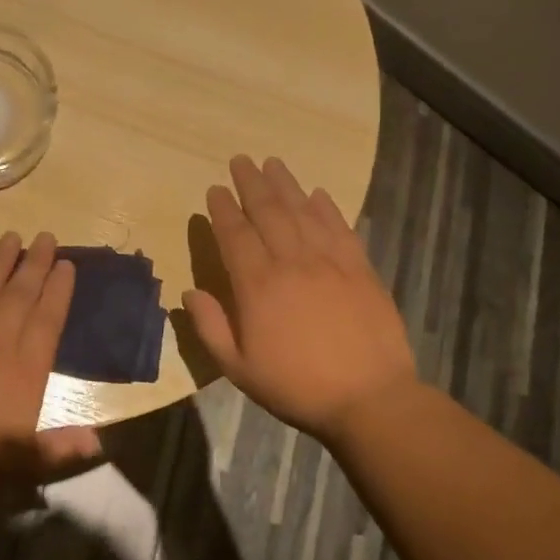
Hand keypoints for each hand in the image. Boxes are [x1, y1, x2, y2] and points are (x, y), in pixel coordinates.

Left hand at [0, 231, 102, 490]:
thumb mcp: (25, 462)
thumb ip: (61, 447)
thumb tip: (98, 441)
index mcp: (25, 370)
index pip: (47, 320)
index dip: (58, 290)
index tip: (66, 264)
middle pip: (19, 296)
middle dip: (34, 264)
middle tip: (45, 237)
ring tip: (10, 236)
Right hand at [182, 156, 416, 444]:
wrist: (370, 399)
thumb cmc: (296, 386)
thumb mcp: (238, 368)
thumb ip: (210, 327)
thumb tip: (189, 292)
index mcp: (257, 285)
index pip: (235, 234)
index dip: (223, 209)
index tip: (215, 189)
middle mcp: (292, 263)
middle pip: (268, 211)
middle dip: (252, 183)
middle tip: (241, 160)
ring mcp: (330, 262)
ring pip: (303, 211)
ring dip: (286, 184)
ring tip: (273, 163)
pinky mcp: (360, 269)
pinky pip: (339, 228)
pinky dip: (327, 207)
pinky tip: (318, 194)